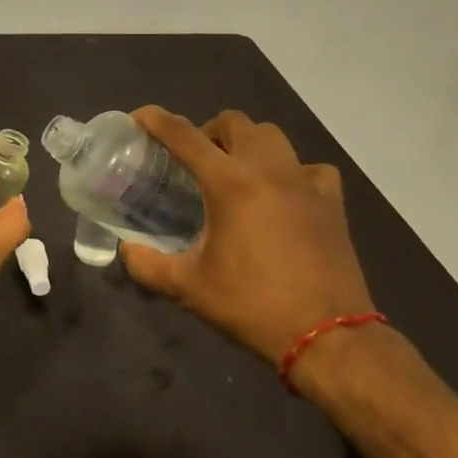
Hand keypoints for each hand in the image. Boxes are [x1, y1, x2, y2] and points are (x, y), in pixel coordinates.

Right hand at [120, 106, 372, 367]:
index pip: (184, 135)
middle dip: (207, 130)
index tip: (138, 118)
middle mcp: (268, 169)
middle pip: (233, 122)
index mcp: (229, 183)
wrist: (330, 340)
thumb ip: (147, 265)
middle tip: (193, 159)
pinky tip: (283, 193)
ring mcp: (305, 182)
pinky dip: (292, 171)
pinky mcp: (331, 202)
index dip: (156, 119)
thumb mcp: (189, 288)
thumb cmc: (253, 306)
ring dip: (247, 143)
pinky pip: (310, 167)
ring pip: (271, 136)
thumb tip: (125, 250)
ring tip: (235, 170)